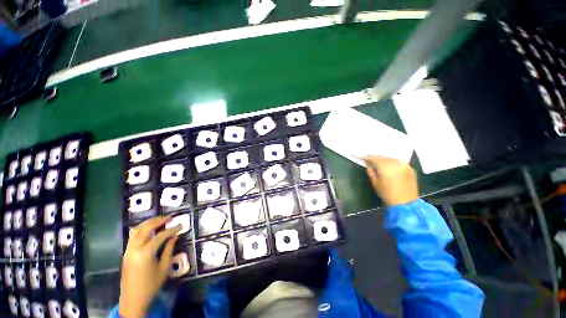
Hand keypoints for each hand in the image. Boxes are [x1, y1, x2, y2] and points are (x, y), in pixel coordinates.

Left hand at [119, 216, 180, 317]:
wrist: (133, 300)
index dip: (172, 229)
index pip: (160, 236)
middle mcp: (134, 249)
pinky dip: (142, 229)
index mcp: (145, 253)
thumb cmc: (151, 285)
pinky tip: (149, 229)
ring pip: (137, 230)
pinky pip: (133, 236)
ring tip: (160, 219)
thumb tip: (175, 236)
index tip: (181, 225)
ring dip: (148, 223)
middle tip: (169, 217)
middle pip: (146, 228)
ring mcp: (128, 250)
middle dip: (158, 220)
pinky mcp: (126, 253)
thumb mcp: (164, 268)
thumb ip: (169, 249)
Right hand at [363, 156, 418, 205]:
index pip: (374, 158)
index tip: (362, 157)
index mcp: (385, 167)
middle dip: (377, 158)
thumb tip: (369, 164)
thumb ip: (370, 171)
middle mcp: (395, 163)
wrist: (405, 203)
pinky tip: (390, 167)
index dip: (367, 157)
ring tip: (380, 164)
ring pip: (391, 158)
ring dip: (385, 160)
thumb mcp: (375, 183)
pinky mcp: (410, 168)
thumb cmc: (386, 194)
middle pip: (383, 157)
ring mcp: (404, 165)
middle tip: (371, 161)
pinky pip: (399, 162)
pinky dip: (393, 163)